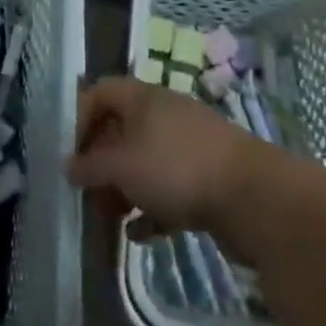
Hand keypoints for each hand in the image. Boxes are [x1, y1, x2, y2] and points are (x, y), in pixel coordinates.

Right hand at [68, 77, 259, 236]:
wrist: (257, 199)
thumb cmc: (177, 169)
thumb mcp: (122, 167)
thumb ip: (90, 167)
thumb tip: (69, 167)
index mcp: (144, 98)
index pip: (101, 92)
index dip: (80, 117)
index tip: (71, 152)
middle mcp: (166, 114)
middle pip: (122, 130)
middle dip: (101, 162)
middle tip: (87, 191)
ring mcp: (191, 146)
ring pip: (146, 162)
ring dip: (124, 188)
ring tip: (110, 217)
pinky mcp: (210, 177)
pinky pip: (170, 187)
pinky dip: (153, 208)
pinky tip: (140, 234)